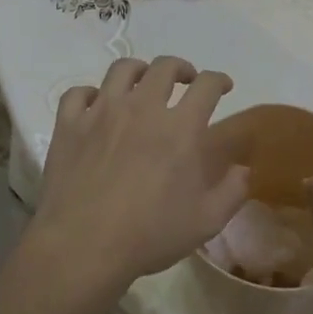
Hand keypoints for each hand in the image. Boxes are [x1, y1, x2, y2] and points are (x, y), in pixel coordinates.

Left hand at [27, 56, 250, 292]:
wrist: (83, 246)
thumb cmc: (149, 235)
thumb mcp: (206, 221)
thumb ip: (232, 191)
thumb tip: (243, 169)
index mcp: (180, 128)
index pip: (207, 85)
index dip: (219, 80)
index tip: (223, 87)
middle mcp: (142, 108)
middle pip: (164, 67)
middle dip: (181, 68)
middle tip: (185, 82)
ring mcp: (101, 112)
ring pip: (121, 69)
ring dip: (138, 71)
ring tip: (142, 85)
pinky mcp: (69, 125)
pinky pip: (78, 93)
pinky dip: (90, 94)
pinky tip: (95, 106)